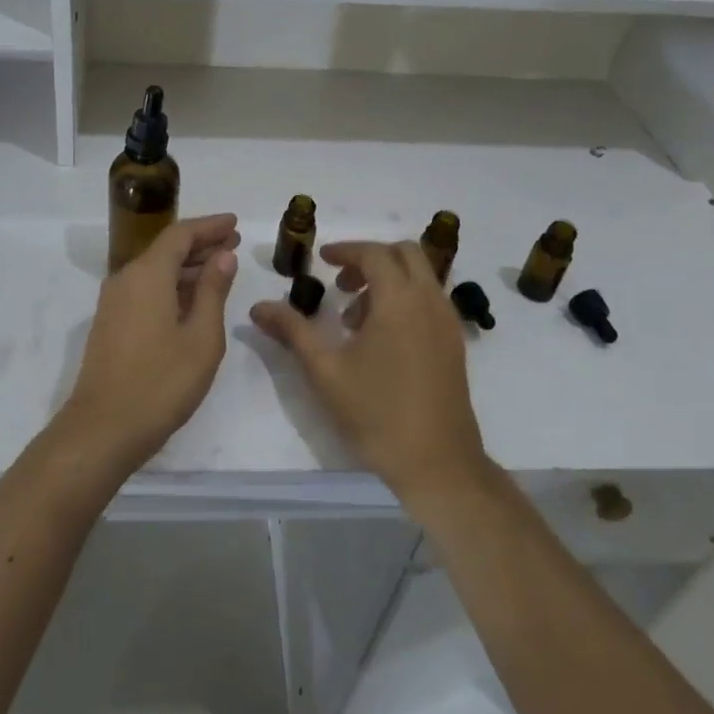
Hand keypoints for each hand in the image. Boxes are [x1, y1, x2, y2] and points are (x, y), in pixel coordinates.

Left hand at [56, 214, 241, 475]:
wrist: (103, 429)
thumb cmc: (161, 382)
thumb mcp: (201, 337)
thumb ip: (213, 291)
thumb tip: (223, 256)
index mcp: (148, 274)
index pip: (180, 234)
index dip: (209, 226)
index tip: (235, 223)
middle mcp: (126, 278)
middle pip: (166, 249)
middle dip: (201, 244)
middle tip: (234, 243)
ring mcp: (114, 302)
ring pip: (155, 270)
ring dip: (187, 266)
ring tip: (220, 269)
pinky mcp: (111, 323)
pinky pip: (145, 289)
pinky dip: (172, 285)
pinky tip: (192, 300)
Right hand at [251, 240, 488, 500]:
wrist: (437, 463)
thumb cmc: (376, 413)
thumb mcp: (325, 371)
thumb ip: (292, 330)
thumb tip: (258, 307)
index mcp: (399, 300)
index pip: (374, 253)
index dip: (345, 250)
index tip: (322, 260)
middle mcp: (429, 300)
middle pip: (405, 253)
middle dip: (370, 259)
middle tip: (341, 283)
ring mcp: (447, 321)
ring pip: (420, 276)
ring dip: (389, 280)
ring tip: (355, 318)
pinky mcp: (455, 342)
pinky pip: (430, 299)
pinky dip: (406, 298)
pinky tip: (382, 338)